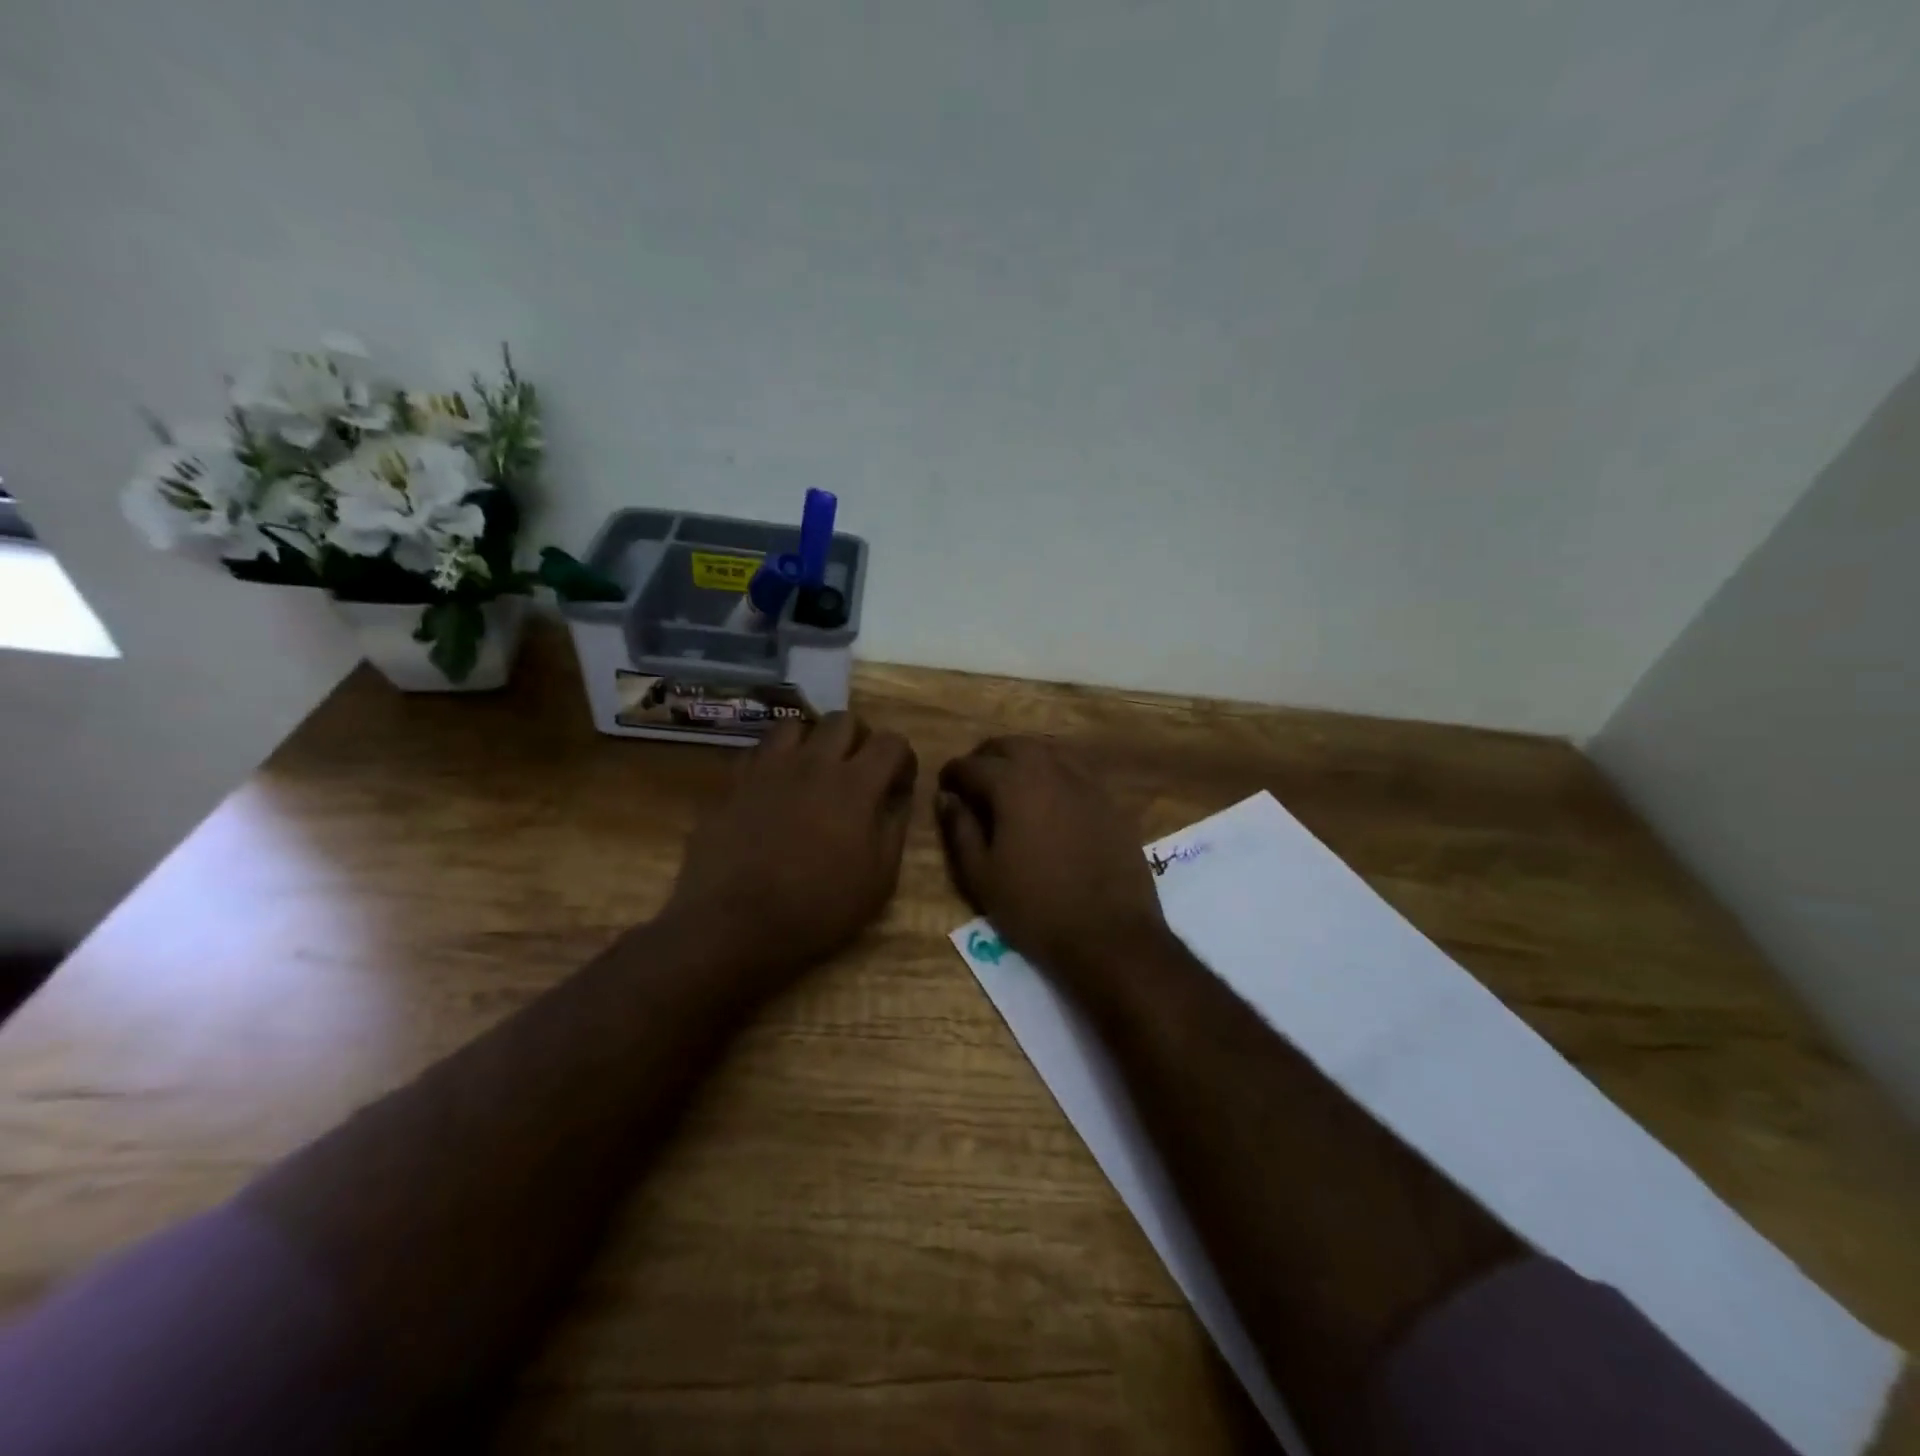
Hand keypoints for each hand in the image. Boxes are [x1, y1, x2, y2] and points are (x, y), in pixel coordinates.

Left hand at [662, 713, 917, 988]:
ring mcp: (768, 767)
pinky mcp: (733, 780)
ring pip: (797, 724)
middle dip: (859, 740)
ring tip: (813, 771)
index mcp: (855, 785)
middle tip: (857, 772)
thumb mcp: (878, 881)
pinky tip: (774, 787)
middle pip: (844, 720)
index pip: (891, 742)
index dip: (902, 759)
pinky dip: (774, 759)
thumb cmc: (816, 909)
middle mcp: (813, 762)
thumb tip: (898, 797)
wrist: (734, 924)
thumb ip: (894, 828)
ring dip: (813, 741)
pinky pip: (758, 750)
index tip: (897, 785)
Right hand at [937, 737, 1169, 990]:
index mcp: (1013, 785)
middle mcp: (1049, 770)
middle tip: (973, 779)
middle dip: (986, 757)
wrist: (1108, 933)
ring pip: (1045, 750)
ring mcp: (1084, 781)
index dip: (953, 773)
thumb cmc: (1035, 907)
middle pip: (1011, 745)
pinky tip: (1048, 793)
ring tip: (1008, 782)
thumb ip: (960, 829)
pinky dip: (1053, 769)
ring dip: (1021, 758)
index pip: (972, 765)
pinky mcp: (1108, 798)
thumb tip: (947, 797)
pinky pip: (1074, 767)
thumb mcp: (981, 875)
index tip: (944, 786)